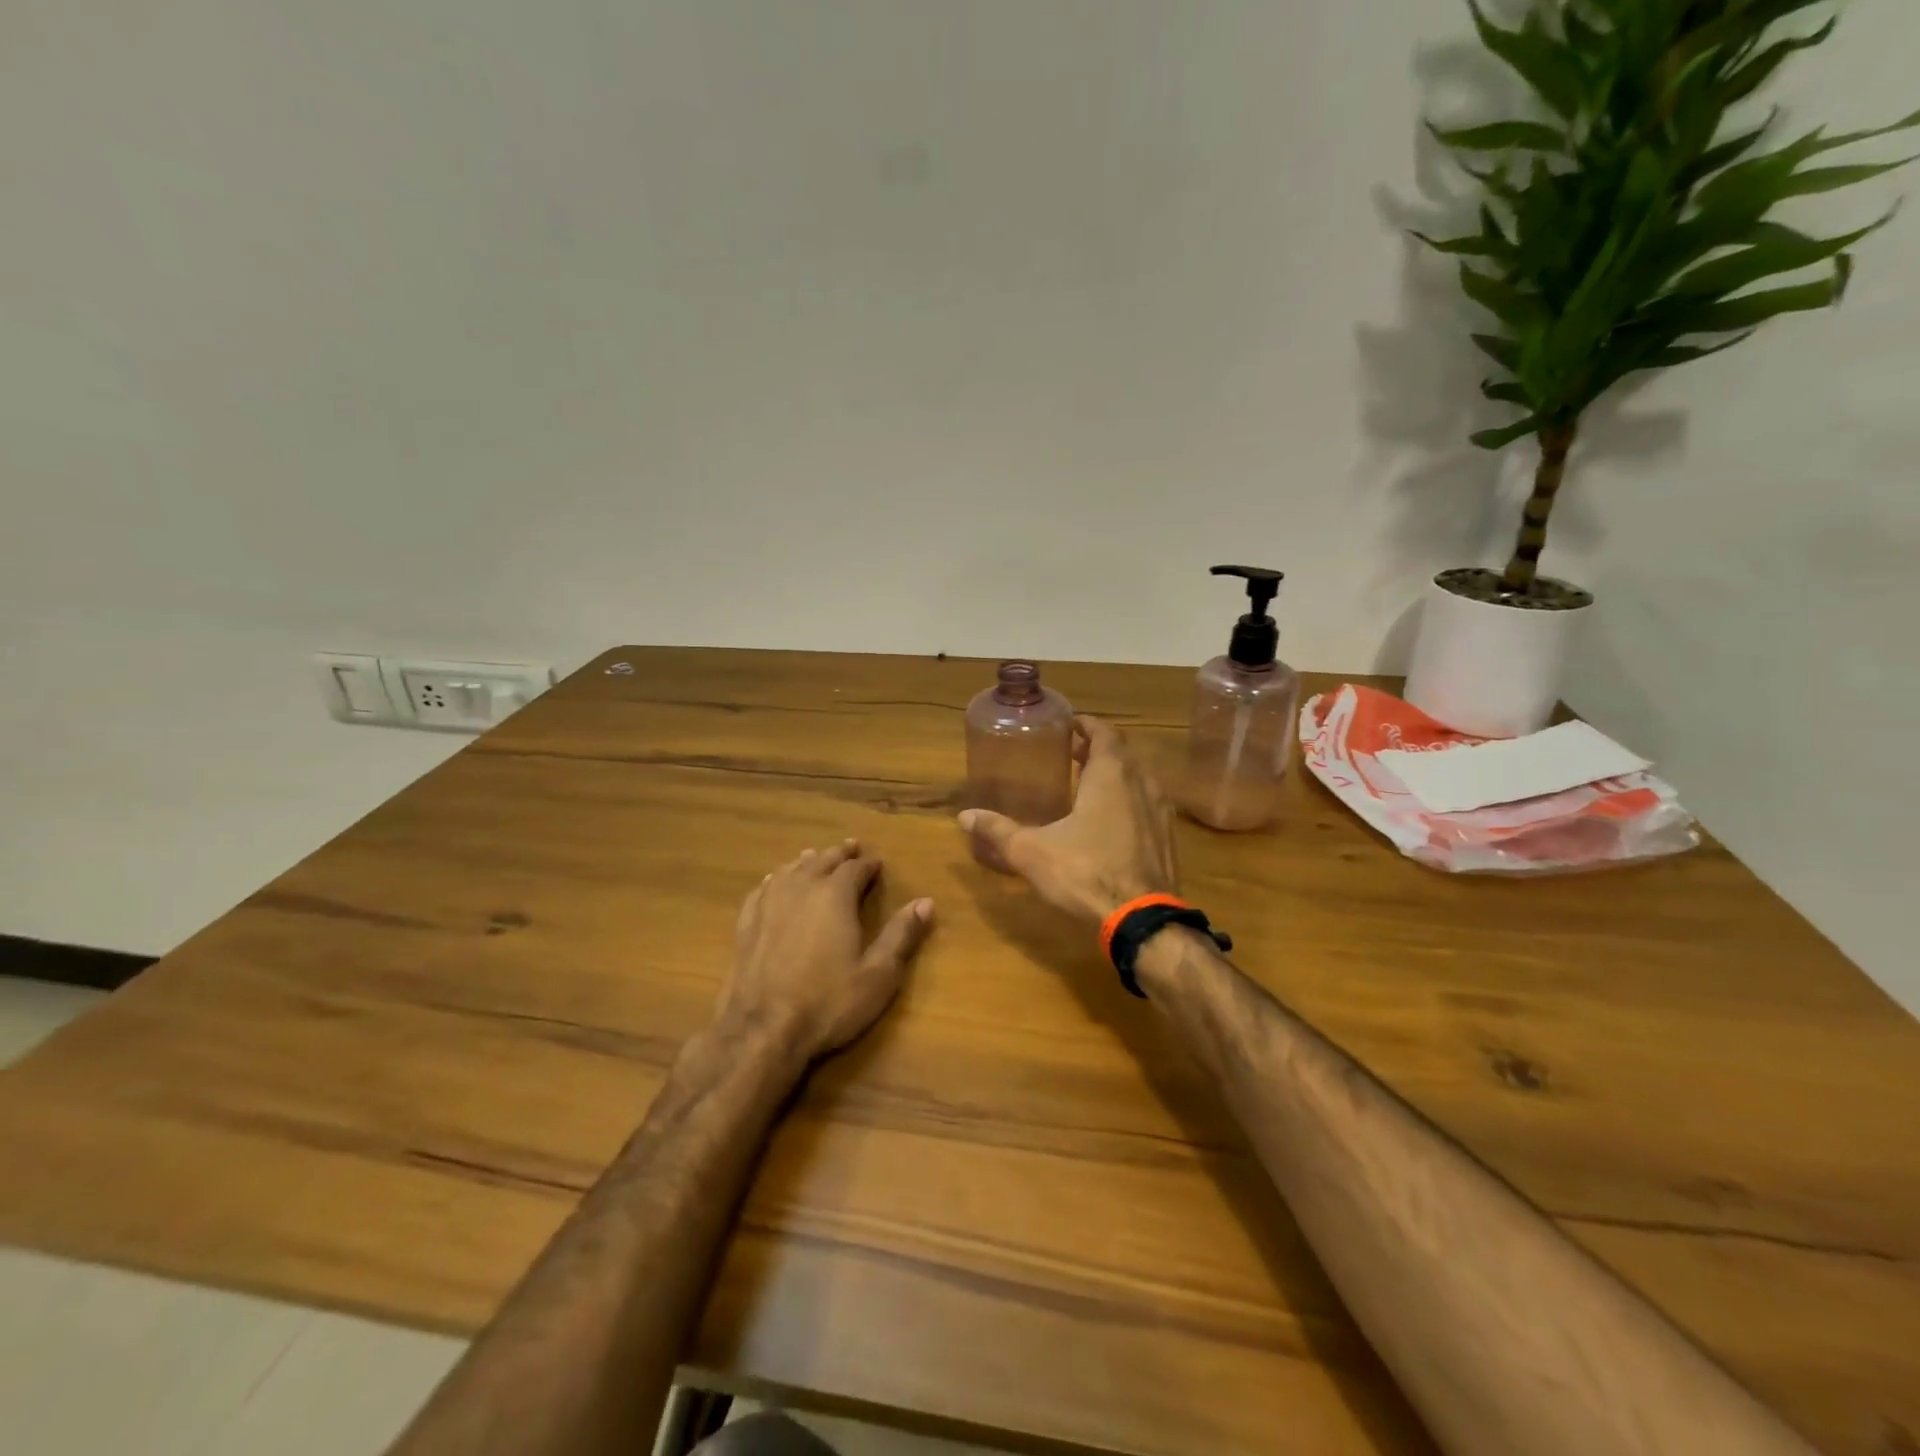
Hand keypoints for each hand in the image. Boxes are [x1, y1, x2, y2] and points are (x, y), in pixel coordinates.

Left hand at [718, 840, 934, 1062]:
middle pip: (822, 861)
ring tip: (815, 857)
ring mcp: (769, 903)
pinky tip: (774, 882)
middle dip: (840, 855)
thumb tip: (925, 902)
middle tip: (850, 848)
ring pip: (791, 869)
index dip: (868, 864)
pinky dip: (775, 879)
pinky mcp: (746, 923)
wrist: (761, 1030)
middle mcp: (801, 888)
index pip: (855, 868)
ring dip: (808, 862)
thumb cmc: (828, 1003)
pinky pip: (763, 888)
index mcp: (835, 895)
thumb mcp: (878, 974)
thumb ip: (901, 935)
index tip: (877, 863)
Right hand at [957, 716, 1177, 923]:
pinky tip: (1110, 823)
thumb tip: (964, 816)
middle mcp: (1142, 783)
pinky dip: (1129, 801)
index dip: (1087, 725)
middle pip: (1122, 754)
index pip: (1105, 732)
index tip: (1068, 726)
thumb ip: (998, 830)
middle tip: (1071, 755)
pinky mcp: (1168, 838)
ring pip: (1139, 779)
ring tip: (1088, 786)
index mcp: (1111, 775)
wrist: (1143, 921)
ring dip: (1116, 776)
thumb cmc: (1085, 873)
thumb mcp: (1032, 852)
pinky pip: (1148, 806)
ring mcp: (1161, 811)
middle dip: (1097, 750)